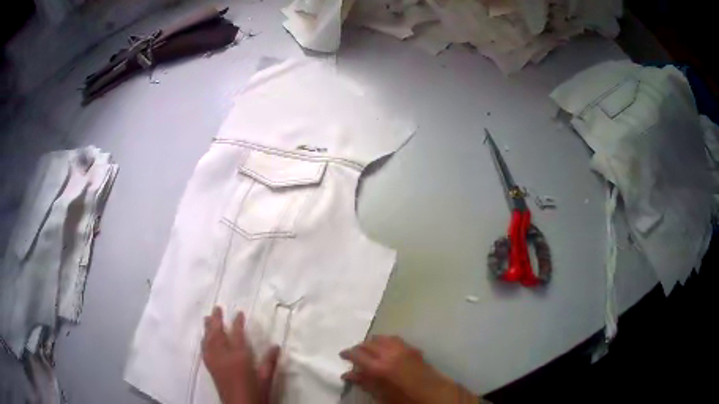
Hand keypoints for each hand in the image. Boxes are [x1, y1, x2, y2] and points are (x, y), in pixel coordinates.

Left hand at [202, 307, 280, 403]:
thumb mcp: (266, 379)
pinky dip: (204, 341)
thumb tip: (276, 346)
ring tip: (207, 317)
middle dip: (216, 320)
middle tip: (217, 308)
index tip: (239, 313)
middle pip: (218, 334)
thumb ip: (269, 362)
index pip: (237, 335)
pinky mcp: (210, 369)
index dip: (237, 323)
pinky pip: (204, 350)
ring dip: (207, 328)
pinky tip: (204, 338)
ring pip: (208, 341)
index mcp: (239, 357)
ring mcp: (215, 362)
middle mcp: (224, 357)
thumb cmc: (255, 394)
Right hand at [340, 336, 477, 403]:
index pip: (357, 354)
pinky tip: (385, 348)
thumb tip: (348, 374)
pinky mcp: (413, 349)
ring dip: (372, 343)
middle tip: (353, 356)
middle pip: (368, 344)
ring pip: (381, 338)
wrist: (435, 395)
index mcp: (380, 367)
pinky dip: (386, 341)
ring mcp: (403, 349)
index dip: (347, 353)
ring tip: (368, 351)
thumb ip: (364, 382)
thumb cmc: (405, 399)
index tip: (342, 356)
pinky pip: (395, 339)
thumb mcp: (381, 395)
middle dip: (358, 348)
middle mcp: (390, 353)